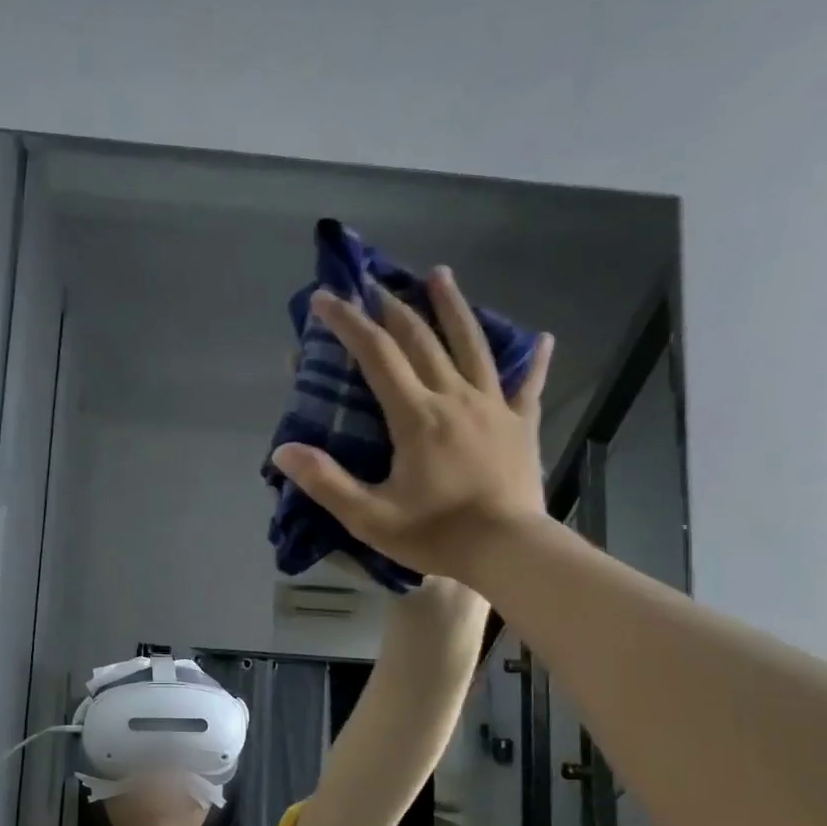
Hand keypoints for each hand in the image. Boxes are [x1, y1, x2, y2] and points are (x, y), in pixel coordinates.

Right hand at [271, 270, 553, 581]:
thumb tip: (283, 450)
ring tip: (440, 275)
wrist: (509, 550)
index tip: (326, 297)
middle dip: (393, 308)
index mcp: (416, 416)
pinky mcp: (521, 425)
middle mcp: (454, 397)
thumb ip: (326, 482)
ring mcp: (493, 407)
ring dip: (453, 308)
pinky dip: (534, 361)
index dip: (348, 323)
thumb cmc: (436, 534)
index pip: (377, 355)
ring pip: (472, 346)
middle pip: (422, 340)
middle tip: (374, 283)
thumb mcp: (369, 517)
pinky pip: (528, 385)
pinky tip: (543, 340)